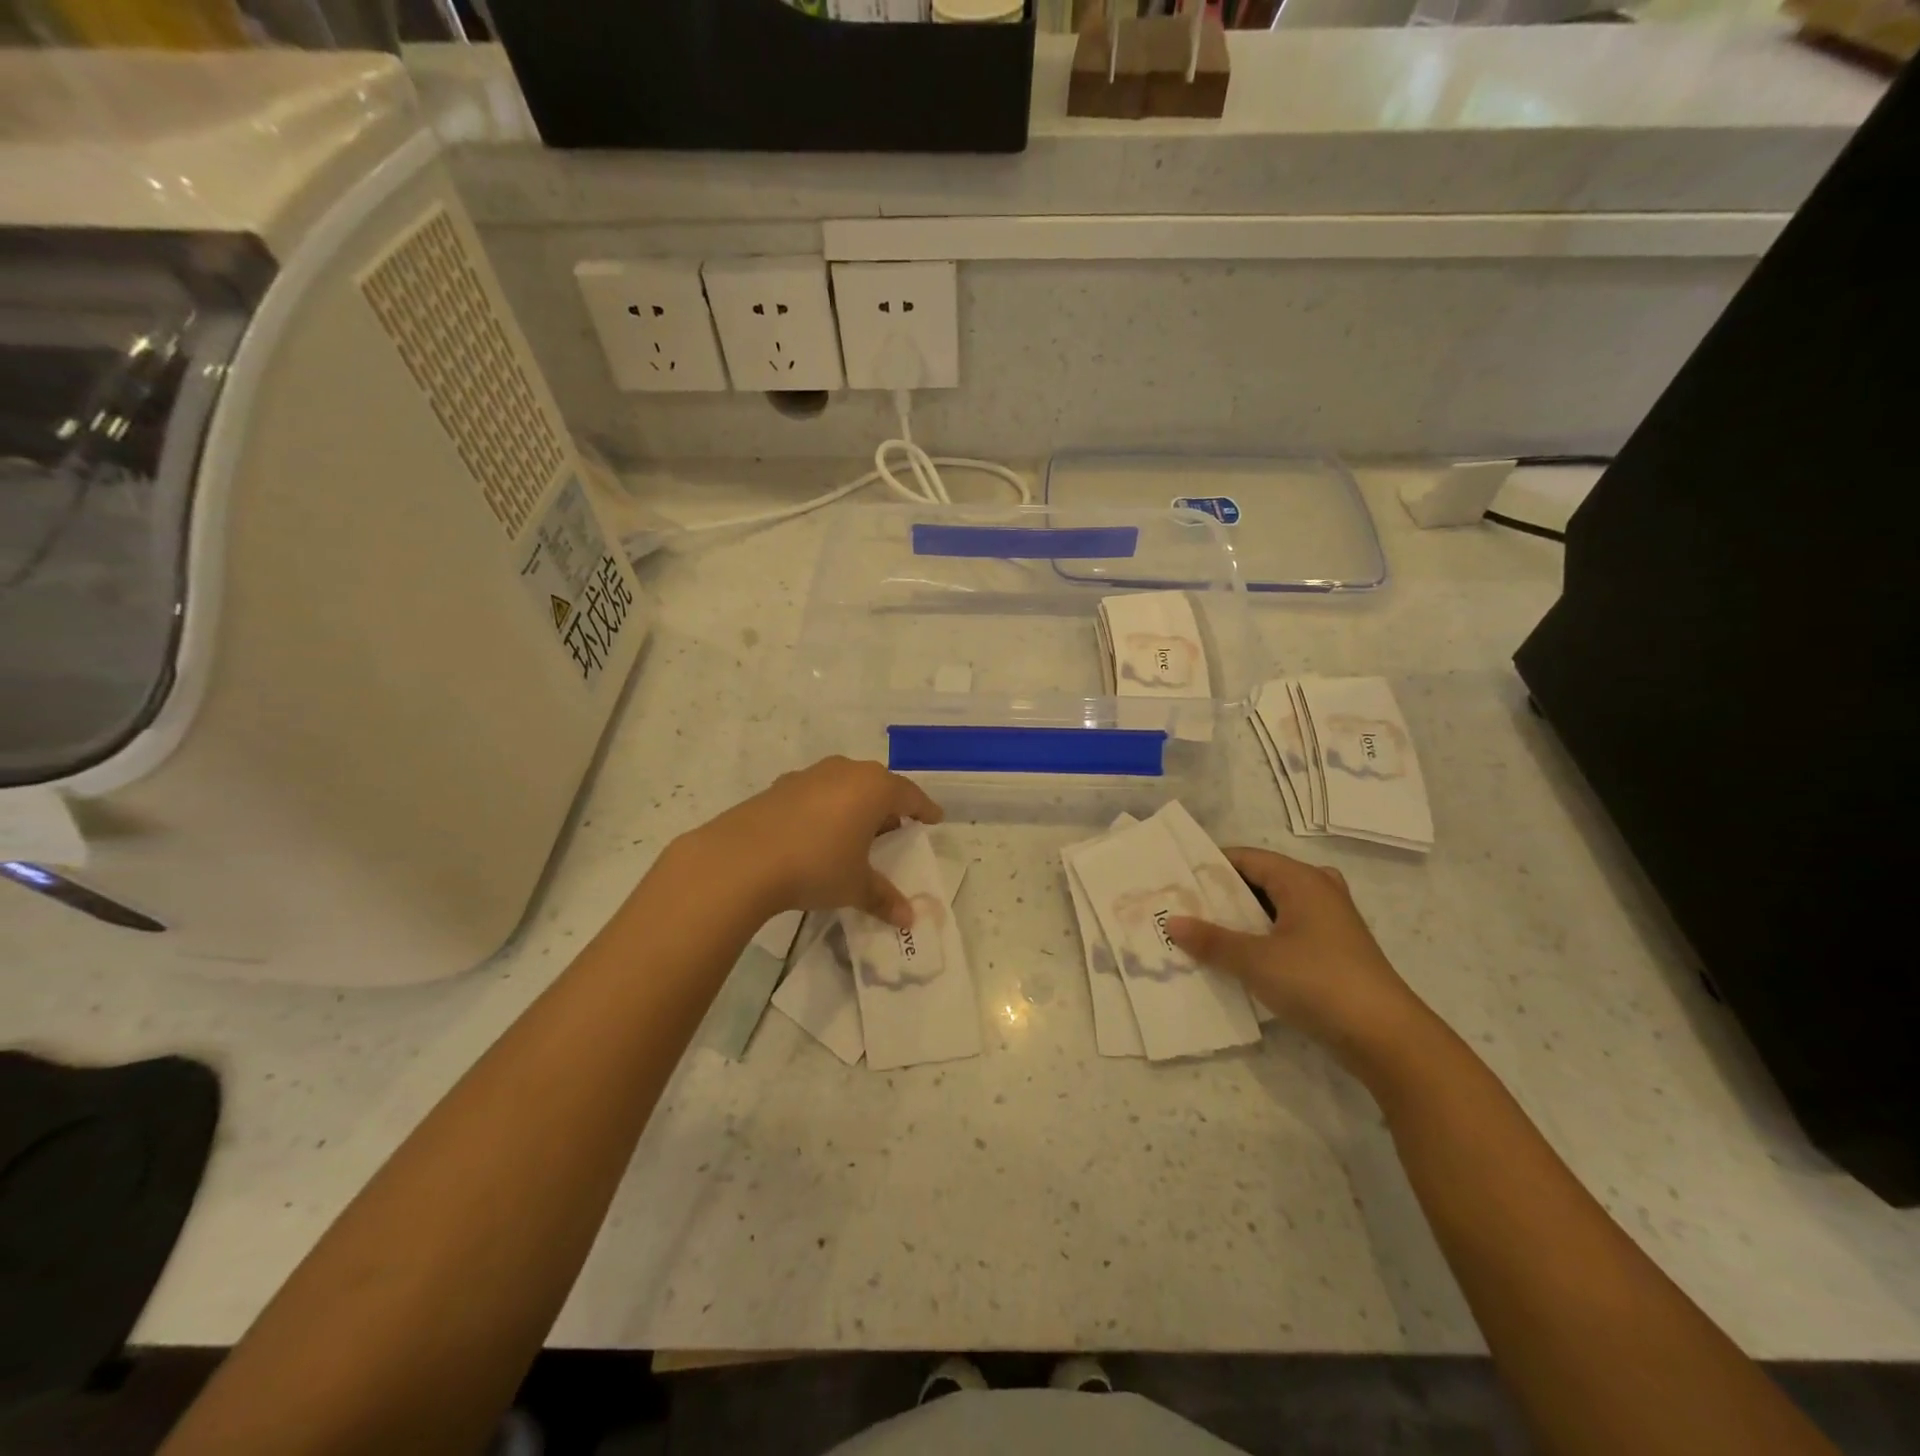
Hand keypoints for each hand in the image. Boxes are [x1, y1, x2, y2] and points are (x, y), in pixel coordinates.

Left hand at [693, 757, 942, 928]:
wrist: (743, 858)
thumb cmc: (817, 865)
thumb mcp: (855, 886)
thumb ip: (884, 898)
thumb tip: (909, 919)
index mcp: (874, 788)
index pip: (910, 795)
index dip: (924, 809)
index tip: (933, 819)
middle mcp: (846, 772)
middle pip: (877, 785)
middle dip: (888, 805)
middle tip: (894, 828)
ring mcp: (810, 775)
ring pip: (844, 785)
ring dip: (854, 804)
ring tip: (855, 831)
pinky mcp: (780, 785)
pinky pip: (816, 793)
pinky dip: (824, 808)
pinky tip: (816, 832)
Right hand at [1166, 847, 1433, 1076]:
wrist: (1387, 1038)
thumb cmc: (1318, 982)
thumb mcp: (1255, 960)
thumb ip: (1211, 940)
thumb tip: (1171, 921)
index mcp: (1301, 879)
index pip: (1244, 857)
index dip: (1207, 867)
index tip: (1173, 880)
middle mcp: (1318, 890)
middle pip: (1258, 881)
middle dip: (1219, 895)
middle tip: (1180, 907)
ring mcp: (1328, 921)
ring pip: (1272, 909)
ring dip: (1238, 920)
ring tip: (1200, 932)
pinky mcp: (1332, 951)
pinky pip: (1285, 931)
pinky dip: (1259, 938)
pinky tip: (1235, 958)